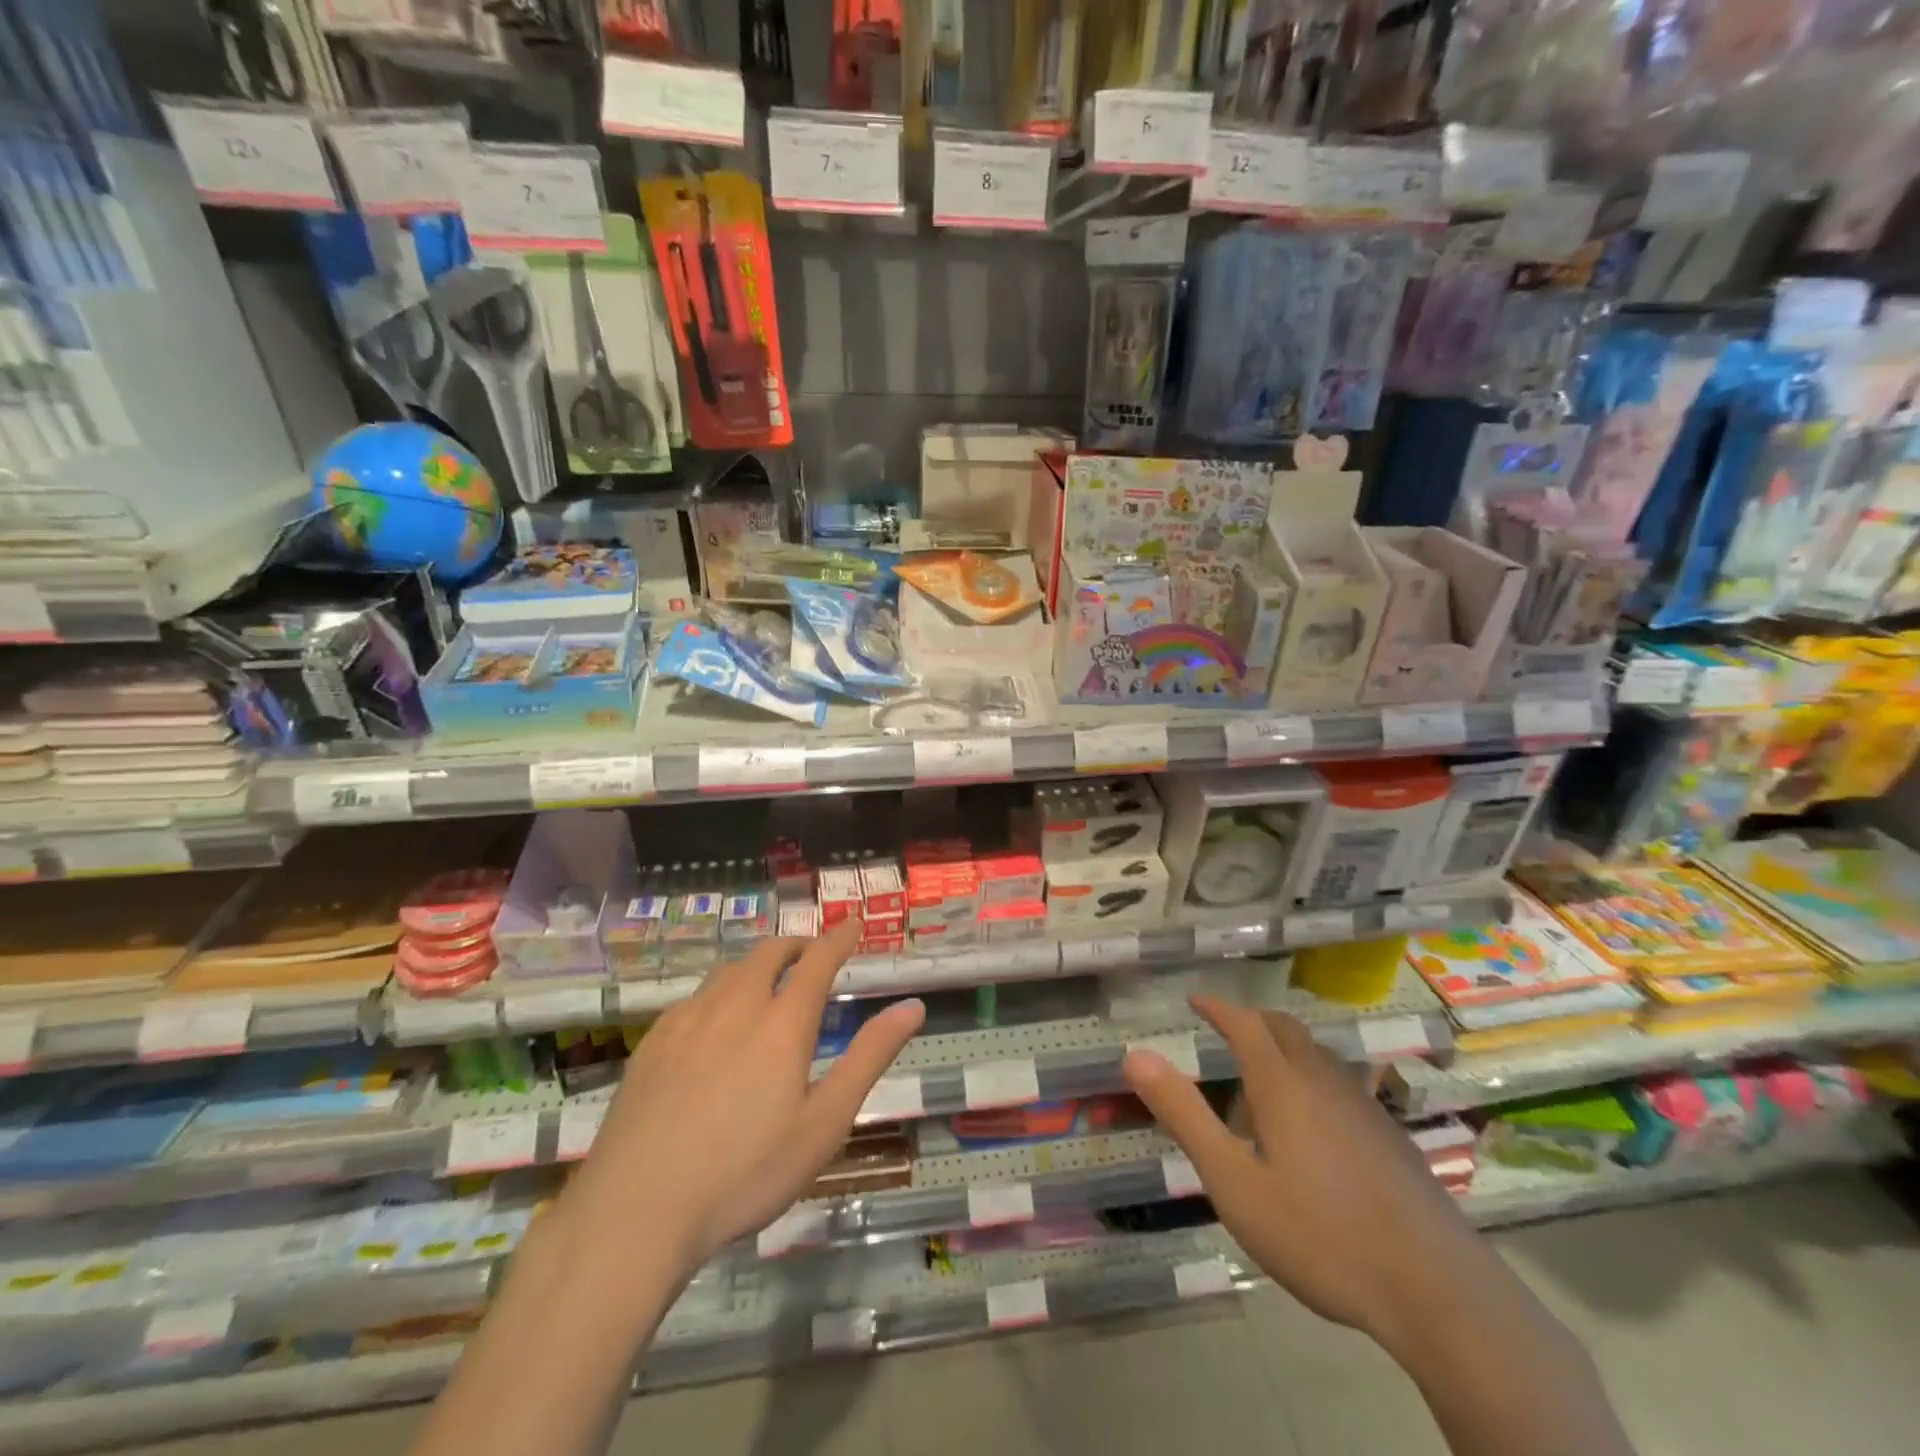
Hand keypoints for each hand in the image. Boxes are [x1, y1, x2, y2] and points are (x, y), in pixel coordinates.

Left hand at [561, 918, 924, 1275]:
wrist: (636, 1211)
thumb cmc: (745, 1173)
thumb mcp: (824, 1123)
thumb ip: (869, 1058)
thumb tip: (912, 1006)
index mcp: (782, 1023)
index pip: (818, 960)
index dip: (839, 937)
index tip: (854, 923)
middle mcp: (736, 1005)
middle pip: (769, 953)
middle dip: (797, 945)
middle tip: (811, 955)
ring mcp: (688, 1020)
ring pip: (729, 969)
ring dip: (757, 964)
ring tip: (767, 982)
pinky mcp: (653, 1041)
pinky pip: (694, 996)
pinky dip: (719, 991)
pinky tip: (713, 1021)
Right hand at [1123, 994, 1487, 1348]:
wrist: (1438, 1291)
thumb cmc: (1320, 1234)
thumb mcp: (1234, 1182)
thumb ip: (1184, 1116)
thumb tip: (1135, 1054)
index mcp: (1282, 1084)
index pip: (1244, 1023)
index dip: (1217, 1007)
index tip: (1195, 1001)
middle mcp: (1324, 1081)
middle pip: (1285, 1029)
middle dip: (1251, 1021)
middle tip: (1225, 1031)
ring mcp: (1365, 1107)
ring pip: (1317, 1056)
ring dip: (1284, 1049)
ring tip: (1262, 1082)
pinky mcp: (1391, 1138)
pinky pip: (1341, 1084)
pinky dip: (1313, 1079)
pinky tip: (1314, 1127)